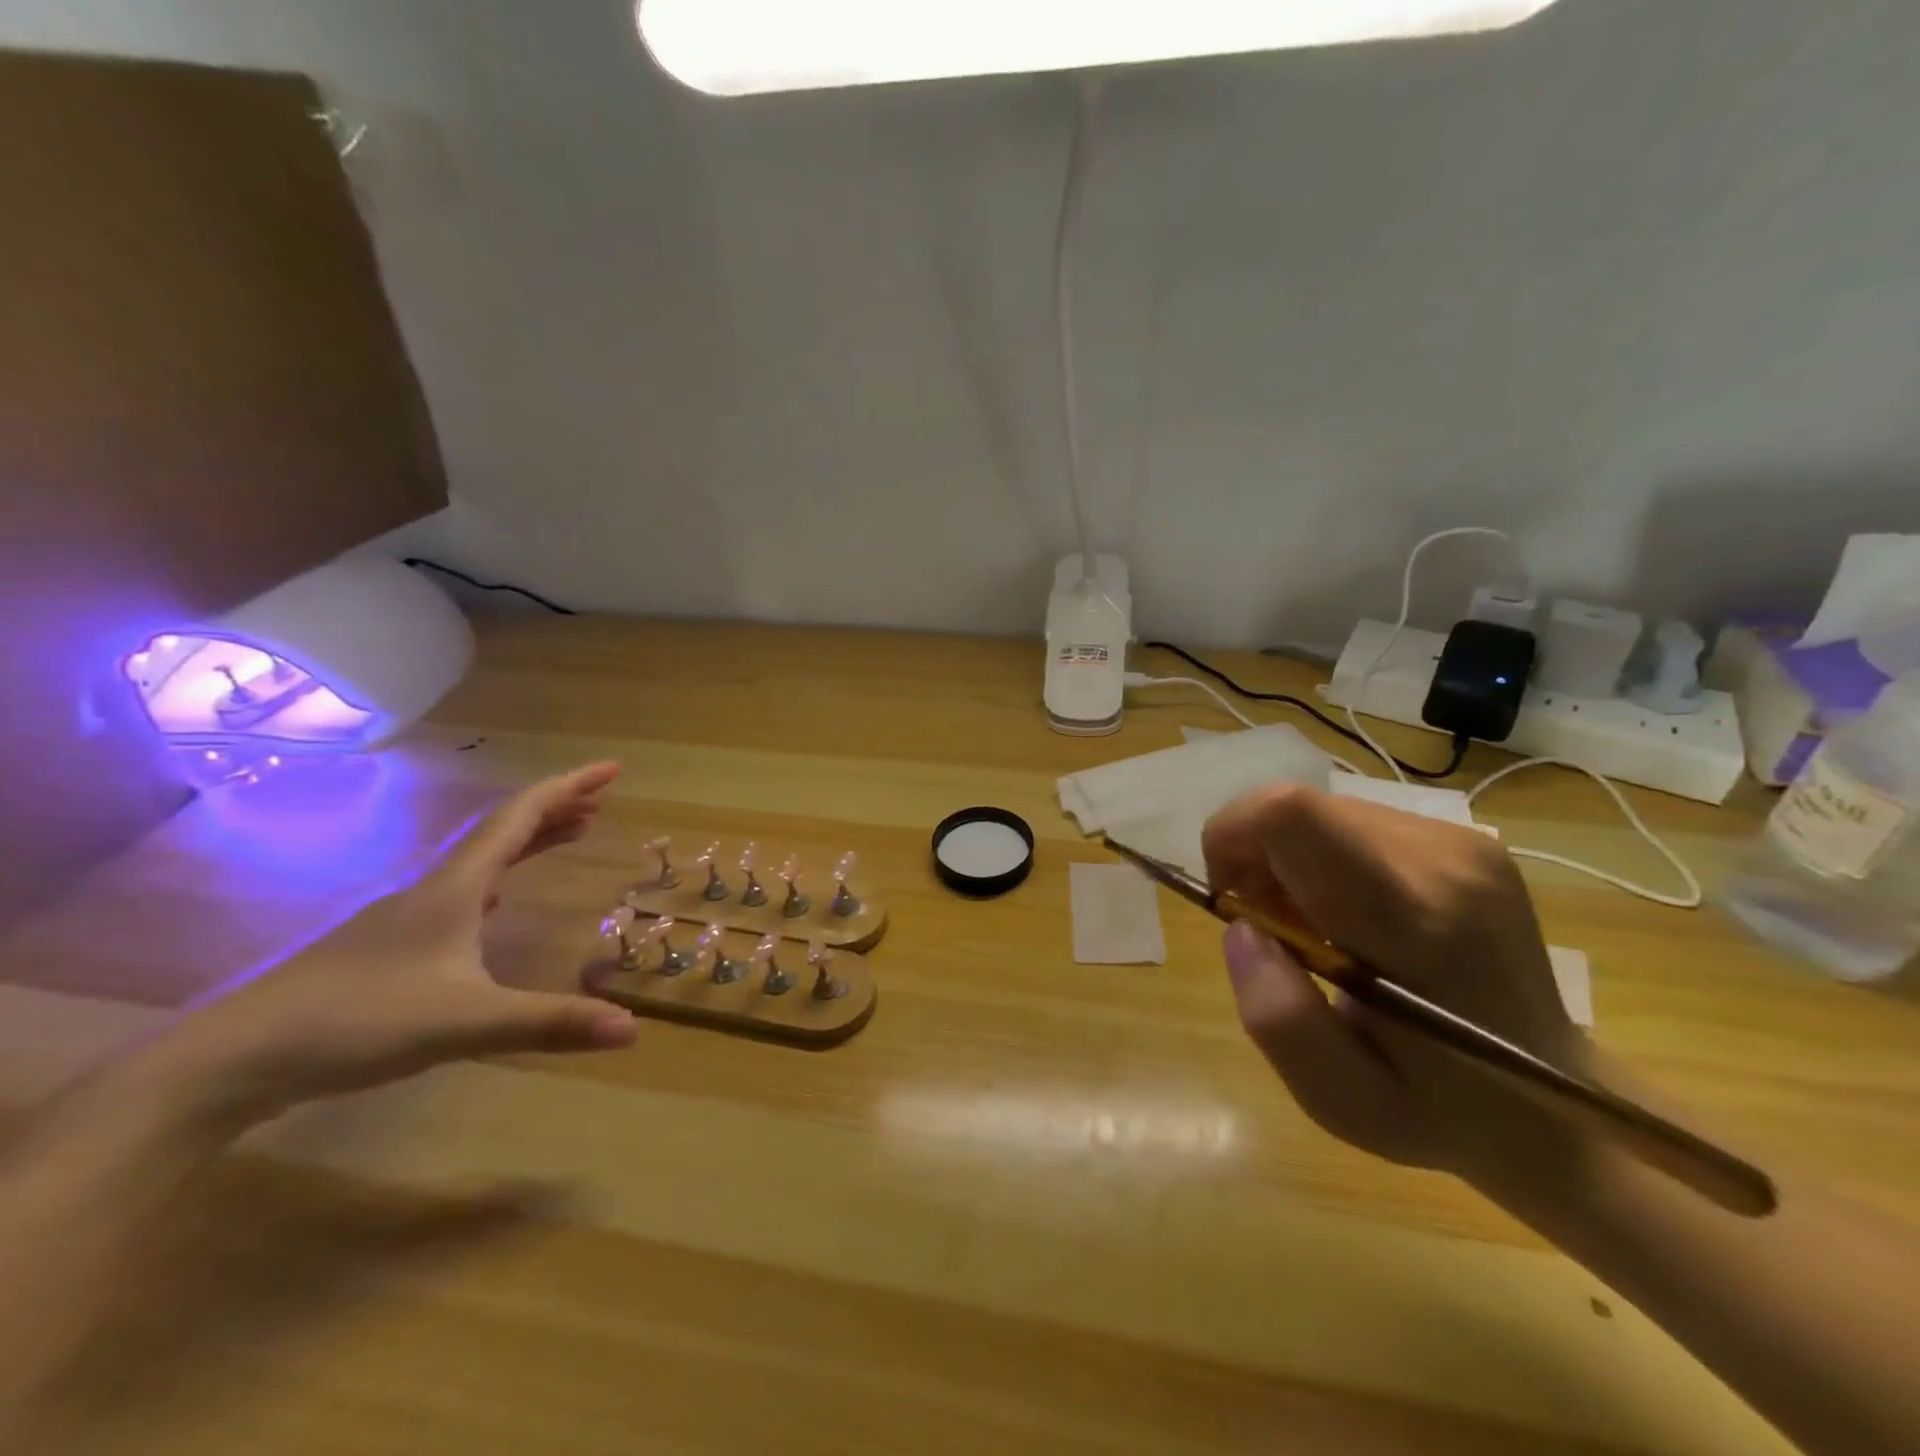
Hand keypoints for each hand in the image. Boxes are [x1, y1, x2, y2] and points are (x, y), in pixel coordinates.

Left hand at [168, 763, 639, 1125]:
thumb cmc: (355, 1023)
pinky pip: (462, 889)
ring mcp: (406, 916)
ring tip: (571, 833)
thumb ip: (550, 1022)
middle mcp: (433, 889)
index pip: (520, 817)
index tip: (612, 769)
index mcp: (455, 888)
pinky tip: (499, 898)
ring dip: (530, 838)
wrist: (229, 1060)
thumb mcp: (466, 1023)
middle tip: (602, 799)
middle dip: (556, 807)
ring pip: (481, 858)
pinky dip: (500, 874)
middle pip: (503, 829)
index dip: (568, 788)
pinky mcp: (388, 945)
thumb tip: (634, 1029)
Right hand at [1203, 783, 1586, 1184]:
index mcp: (1411, 920)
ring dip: (1289, 862)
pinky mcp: (1465, 839)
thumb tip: (1242, 928)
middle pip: (1295, 807)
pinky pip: (1352, 822)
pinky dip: (1323, 860)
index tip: (1232, 900)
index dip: (1231, 837)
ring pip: (1319, 812)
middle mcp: (1441, 858)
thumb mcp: (1344, 1103)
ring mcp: (1462, 841)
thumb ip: (1279, 1018)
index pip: (1290, 815)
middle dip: (1256, 859)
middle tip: (1276, 932)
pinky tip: (1350, 917)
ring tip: (1317, 932)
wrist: (1569, 1108)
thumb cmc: (1444, 1113)